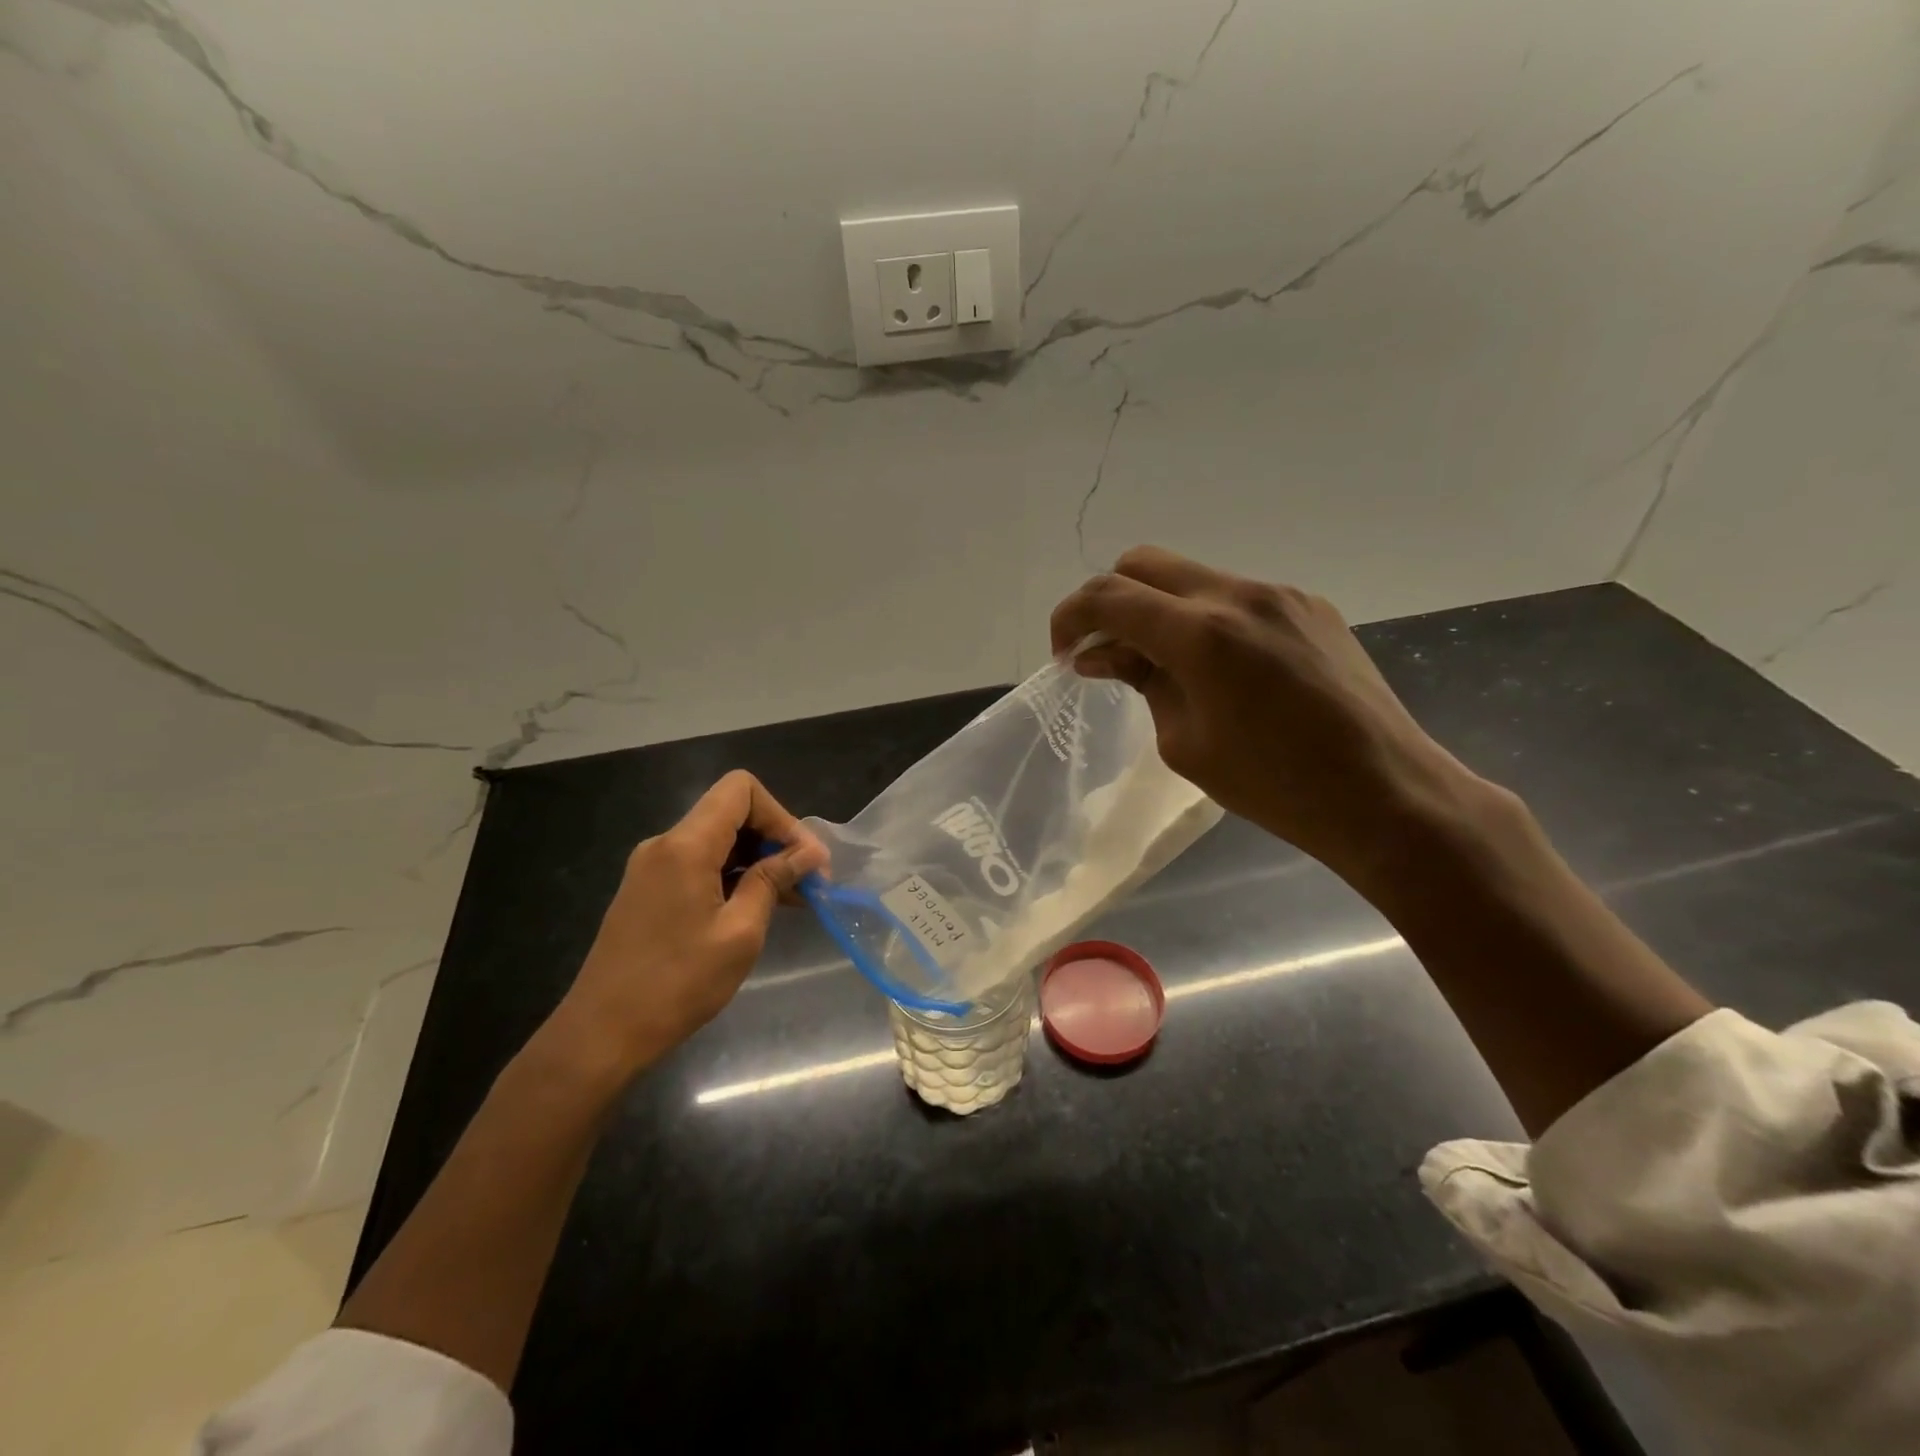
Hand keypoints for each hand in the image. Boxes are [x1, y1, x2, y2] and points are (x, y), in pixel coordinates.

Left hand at [549, 770, 827, 1076]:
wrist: (601, 1034)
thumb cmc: (677, 983)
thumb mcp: (739, 932)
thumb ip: (772, 880)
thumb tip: (808, 853)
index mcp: (685, 845)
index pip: (741, 789)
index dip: (781, 815)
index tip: (804, 858)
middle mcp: (665, 844)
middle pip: (731, 812)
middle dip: (775, 839)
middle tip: (810, 881)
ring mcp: (652, 867)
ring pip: (718, 840)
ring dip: (758, 860)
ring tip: (794, 898)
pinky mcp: (648, 890)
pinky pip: (700, 864)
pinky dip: (734, 876)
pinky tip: (757, 907)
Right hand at [1051, 546, 1484, 884]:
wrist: (1383, 792)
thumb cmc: (1274, 785)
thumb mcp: (1184, 743)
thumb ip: (1141, 682)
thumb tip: (1101, 654)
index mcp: (1201, 635)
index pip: (1109, 597)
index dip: (1071, 617)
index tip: (1065, 654)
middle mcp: (1238, 595)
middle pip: (1144, 563)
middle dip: (1110, 600)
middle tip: (1105, 650)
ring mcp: (1280, 594)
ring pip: (1191, 577)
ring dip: (1160, 609)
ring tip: (1164, 665)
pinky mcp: (1309, 605)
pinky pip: (1236, 596)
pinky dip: (1205, 618)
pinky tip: (1220, 668)